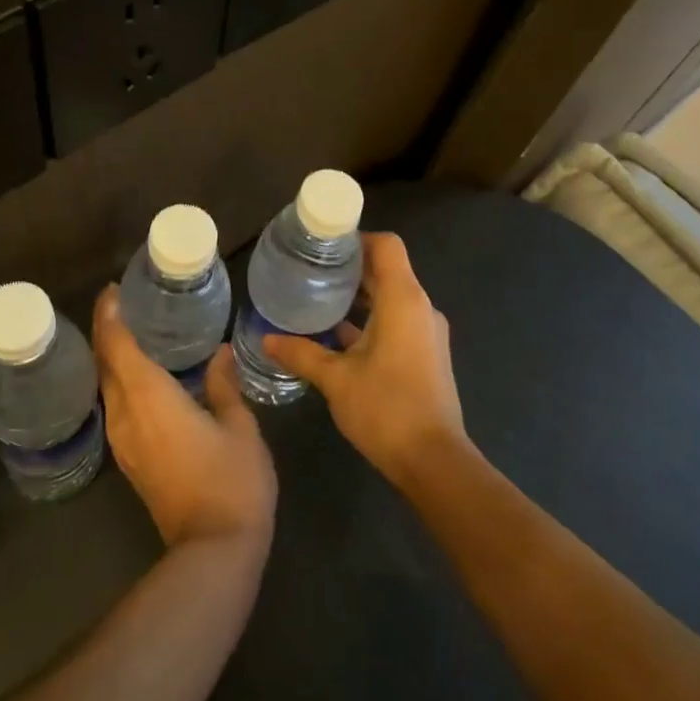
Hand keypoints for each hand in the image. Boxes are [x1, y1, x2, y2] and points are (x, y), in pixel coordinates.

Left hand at [94, 287, 276, 549]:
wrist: (214, 550)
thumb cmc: (232, 480)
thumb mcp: (239, 426)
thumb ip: (223, 385)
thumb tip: (218, 354)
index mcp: (149, 397)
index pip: (117, 345)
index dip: (109, 315)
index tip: (112, 290)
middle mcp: (126, 414)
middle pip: (105, 364)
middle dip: (107, 331)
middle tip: (124, 304)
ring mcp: (124, 441)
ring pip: (108, 387)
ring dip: (113, 358)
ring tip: (135, 333)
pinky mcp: (131, 460)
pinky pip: (118, 407)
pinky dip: (123, 382)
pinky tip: (145, 377)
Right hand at [262, 232, 467, 486]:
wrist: (434, 461)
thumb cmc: (385, 409)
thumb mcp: (335, 379)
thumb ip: (301, 353)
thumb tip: (266, 339)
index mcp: (403, 300)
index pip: (386, 246)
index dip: (356, 238)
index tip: (323, 245)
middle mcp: (420, 308)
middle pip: (387, 270)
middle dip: (350, 267)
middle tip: (310, 269)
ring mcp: (426, 332)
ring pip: (391, 298)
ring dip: (359, 296)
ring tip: (318, 298)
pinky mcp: (426, 354)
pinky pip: (396, 321)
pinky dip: (370, 320)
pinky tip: (336, 335)